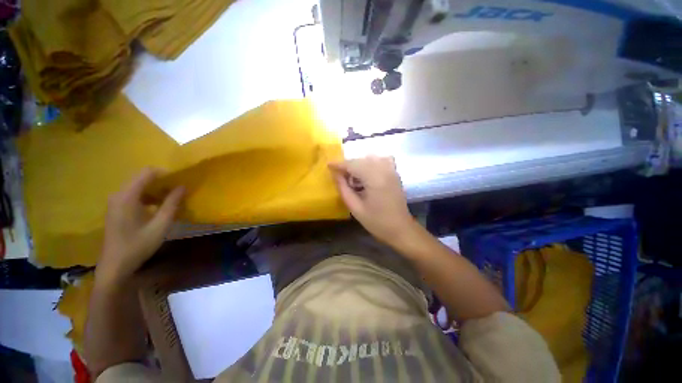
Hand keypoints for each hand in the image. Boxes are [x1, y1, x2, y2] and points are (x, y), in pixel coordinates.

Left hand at [97, 168, 184, 284]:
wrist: (115, 266)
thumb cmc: (138, 245)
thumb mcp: (160, 225)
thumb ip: (172, 204)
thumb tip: (183, 186)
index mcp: (127, 196)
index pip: (147, 173)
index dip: (165, 174)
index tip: (180, 182)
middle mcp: (118, 194)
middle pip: (142, 178)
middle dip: (162, 182)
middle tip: (178, 192)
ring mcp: (115, 202)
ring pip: (138, 186)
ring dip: (156, 190)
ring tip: (171, 200)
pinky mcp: (115, 209)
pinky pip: (134, 195)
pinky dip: (148, 197)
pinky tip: (157, 208)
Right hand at [329, 156, 415, 245]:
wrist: (401, 229)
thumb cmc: (377, 222)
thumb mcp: (355, 208)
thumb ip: (343, 189)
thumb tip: (335, 174)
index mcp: (375, 178)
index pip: (353, 164)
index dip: (339, 164)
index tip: (328, 165)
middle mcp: (384, 169)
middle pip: (361, 160)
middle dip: (348, 166)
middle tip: (339, 176)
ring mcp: (391, 170)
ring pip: (370, 159)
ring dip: (358, 165)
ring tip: (353, 179)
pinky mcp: (395, 173)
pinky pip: (381, 161)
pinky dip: (371, 164)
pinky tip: (367, 175)